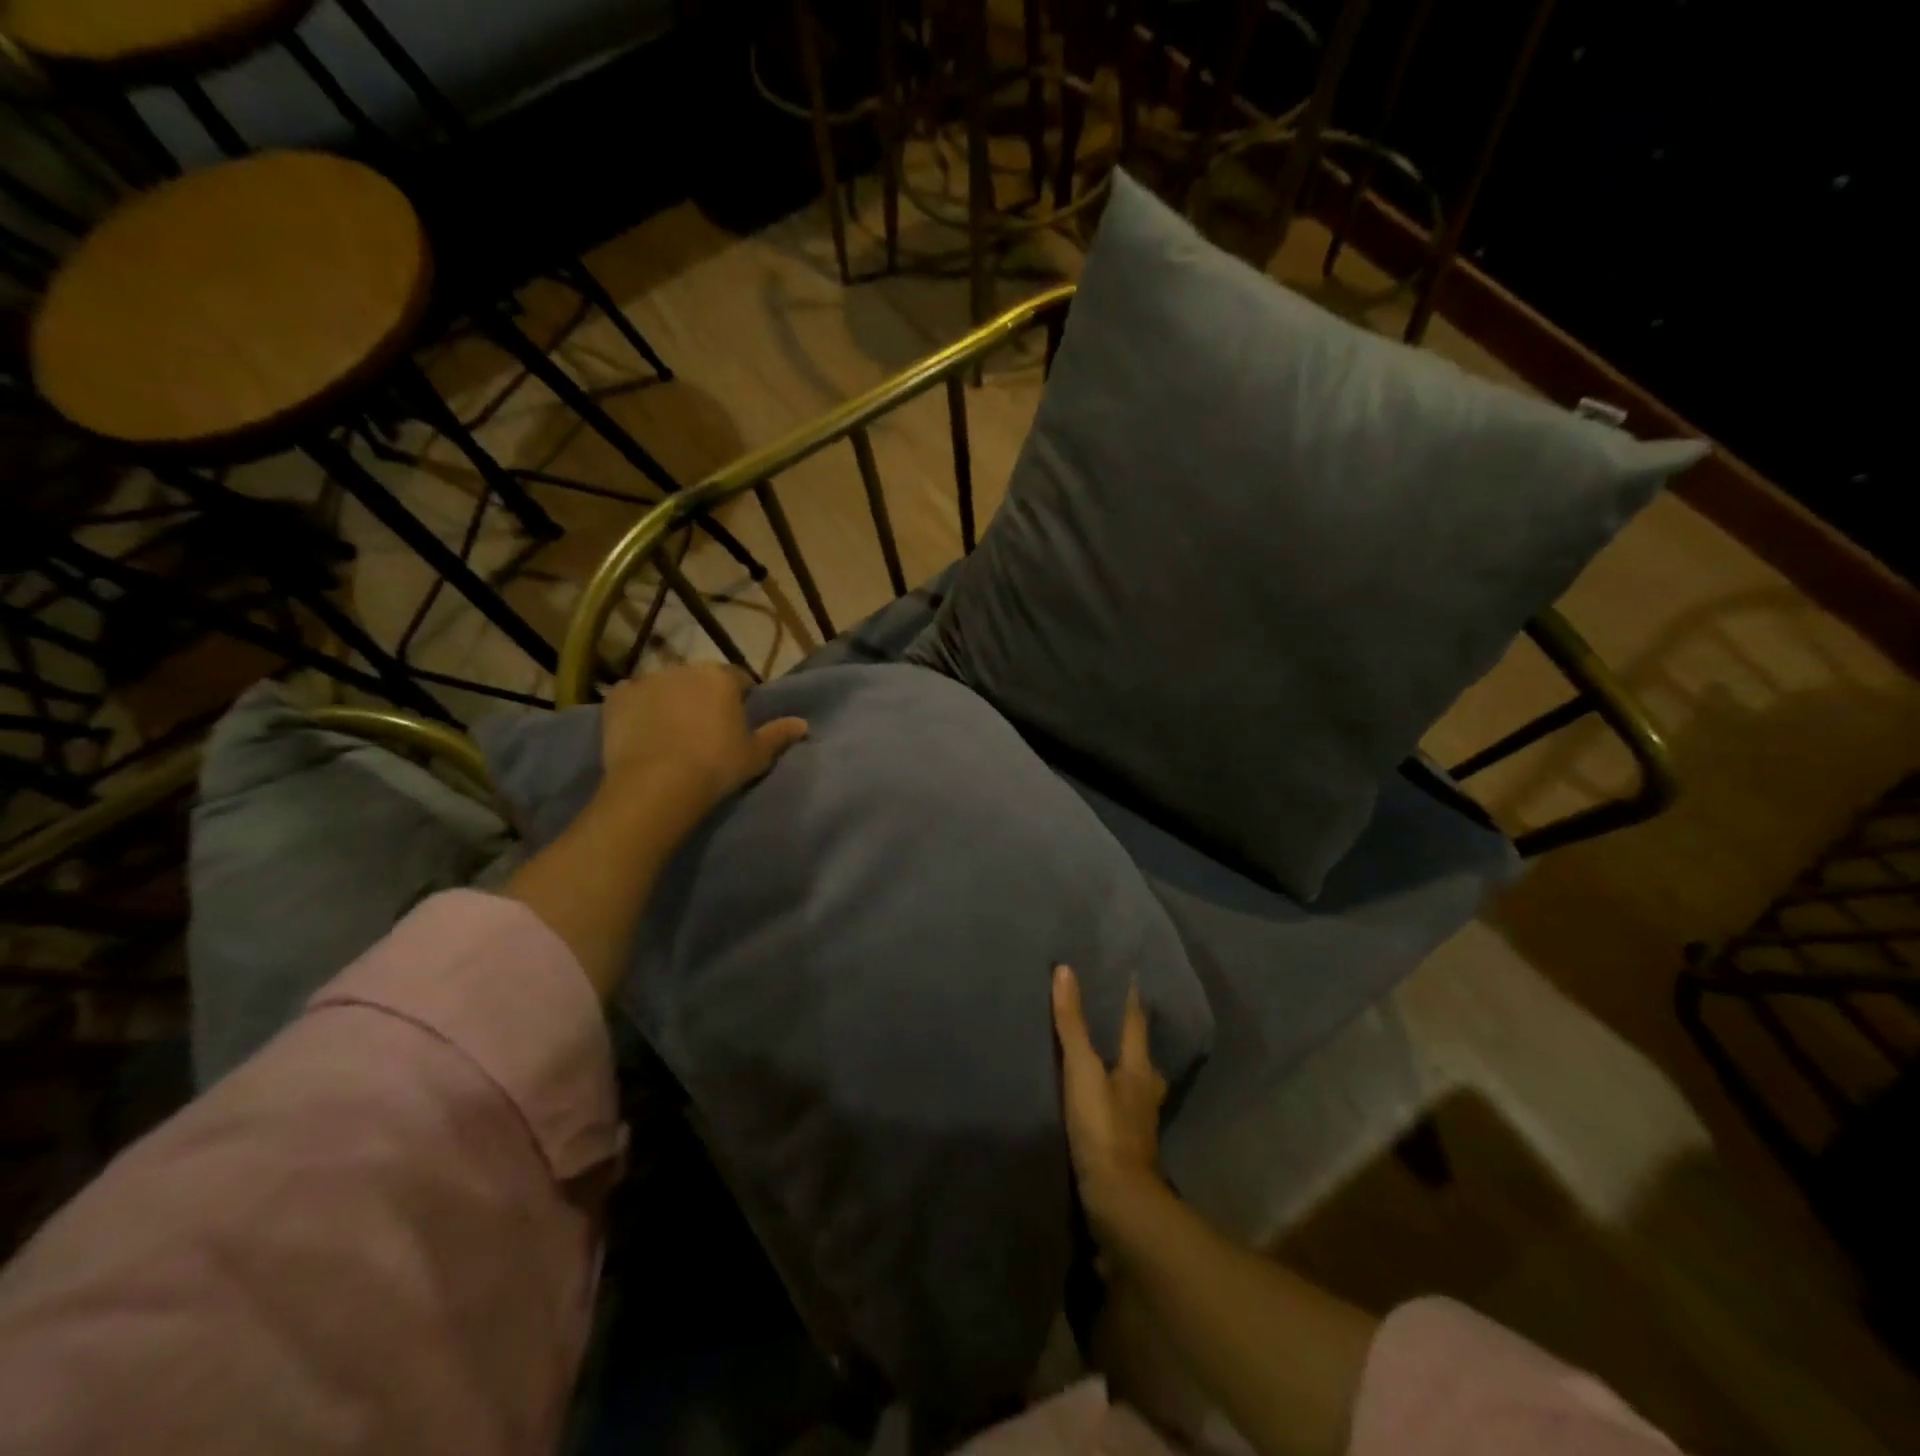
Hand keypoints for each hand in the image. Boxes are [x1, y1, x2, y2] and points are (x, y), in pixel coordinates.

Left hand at [598, 664, 808, 837]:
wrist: (657, 785)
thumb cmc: (716, 767)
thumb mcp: (755, 755)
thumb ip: (779, 735)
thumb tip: (803, 724)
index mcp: (722, 678)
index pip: (739, 679)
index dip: (741, 698)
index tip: (738, 722)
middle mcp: (684, 669)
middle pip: (700, 679)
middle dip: (704, 697)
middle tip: (706, 729)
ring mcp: (647, 680)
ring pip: (666, 686)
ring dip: (671, 700)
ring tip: (672, 733)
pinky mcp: (617, 698)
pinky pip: (632, 698)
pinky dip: (639, 709)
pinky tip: (642, 732)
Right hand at [1052, 964, 1168, 1242]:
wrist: (1118, 1204)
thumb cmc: (1104, 1129)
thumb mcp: (1083, 1070)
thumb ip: (1072, 1024)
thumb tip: (1065, 970)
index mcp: (1140, 1067)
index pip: (1136, 1020)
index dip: (1129, 996)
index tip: (1124, 971)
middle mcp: (1145, 1090)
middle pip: (1138, 1051)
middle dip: (1125, 1032)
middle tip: (1106, 1010)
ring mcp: (1138, 1120)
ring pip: (1130, 1080)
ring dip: (1118, 1065)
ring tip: (1097, 1051)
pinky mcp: (1124, 1145)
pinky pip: (1116, 1106)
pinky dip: (1107, 1094)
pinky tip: (1094, 1096)